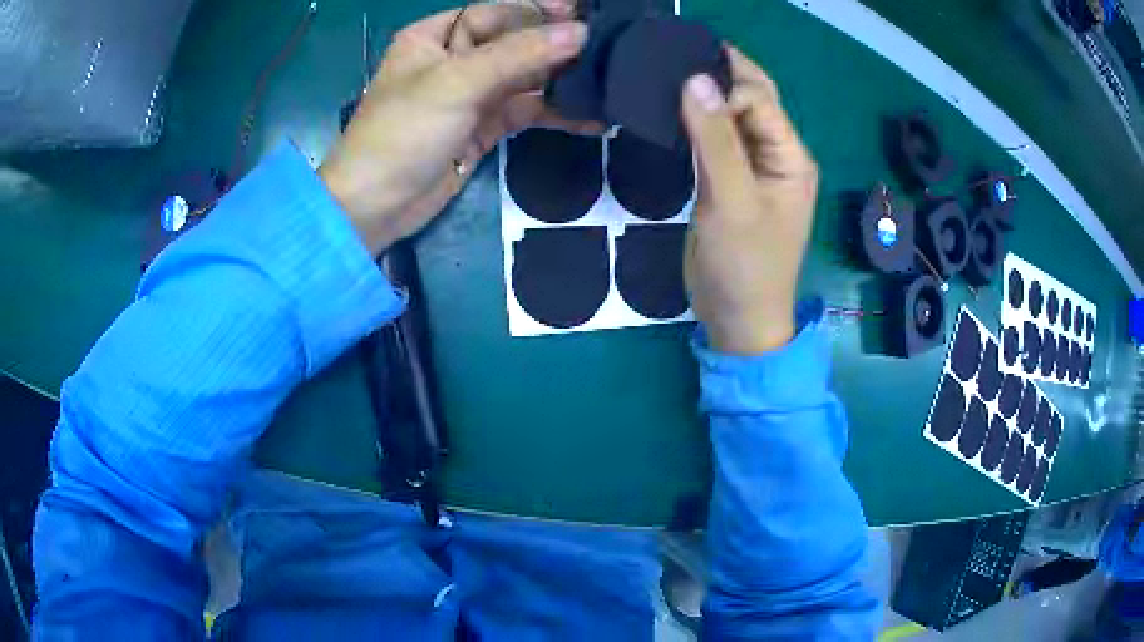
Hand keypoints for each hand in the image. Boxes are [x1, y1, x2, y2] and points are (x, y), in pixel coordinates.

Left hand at [319, 3, 593, 254]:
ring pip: (524, 78)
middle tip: (607, 49)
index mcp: (436, 36)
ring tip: (607, 82)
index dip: (539, 11)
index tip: (585, 16)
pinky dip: (554, 114)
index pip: (496, 12)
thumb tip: (580, 33)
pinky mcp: (482, 128)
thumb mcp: (457, 82)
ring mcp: (470, 95)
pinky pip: (525, 111)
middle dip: (557, 46)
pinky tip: (590, 118)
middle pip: (515, 43)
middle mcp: (454, 59)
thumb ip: (519, 54)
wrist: (375, 207)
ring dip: (561, 81)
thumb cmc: (403, 132)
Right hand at [680, 47, 818, 354]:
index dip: (724, 86)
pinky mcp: (731, 181)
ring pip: (731, 118)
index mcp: (791, 156)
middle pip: (751, 100)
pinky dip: (696, 123)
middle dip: (718, 75)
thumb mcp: (732, 201)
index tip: (679, 84)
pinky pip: (716, 140)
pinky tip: (670, 112)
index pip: (759, 99)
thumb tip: (695, 79)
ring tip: (663, 78)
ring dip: (704, 98)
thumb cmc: (745, 266)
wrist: (738, 320)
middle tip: (671, 58)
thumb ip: (716, 140)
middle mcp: (777, 154)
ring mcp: (754, 168)